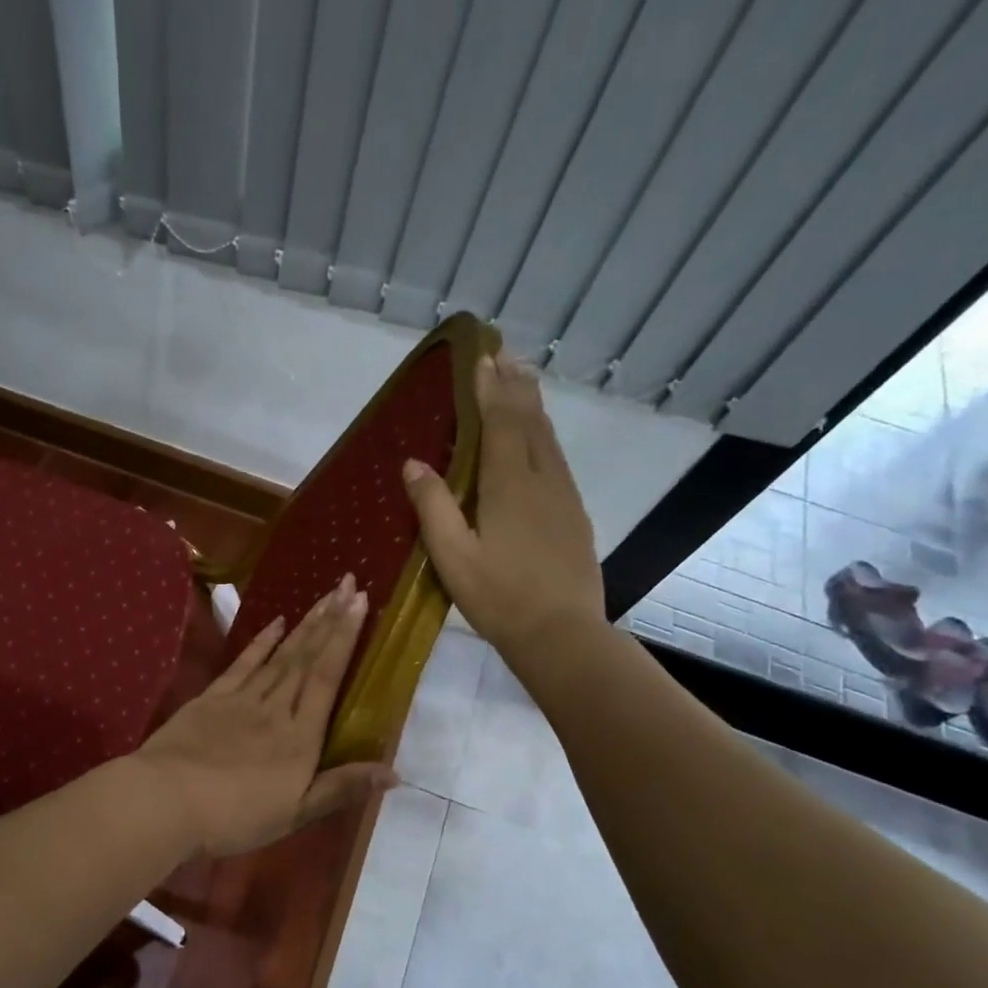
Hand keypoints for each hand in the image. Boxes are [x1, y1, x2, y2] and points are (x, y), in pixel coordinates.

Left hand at [129, 575, 396, 858]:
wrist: (168, 801)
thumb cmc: (235, 816)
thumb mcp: (295, 813)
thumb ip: (342, 788)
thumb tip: (395, 772)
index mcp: (300, 737)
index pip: (328, 678)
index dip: (345, 638)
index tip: (360, 603)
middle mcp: (276, 709)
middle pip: (307, 658)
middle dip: (330, 619)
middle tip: (348, 583)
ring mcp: (242, 699)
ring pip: (280, 655)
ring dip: (304, 625)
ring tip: (324, 596)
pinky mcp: (212, 698)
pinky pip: (243, 664)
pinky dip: (261, 641)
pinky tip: (276, 622)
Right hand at [402, 352, 605, 653]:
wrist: (561, 634)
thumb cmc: (498, 598)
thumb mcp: (452, 557)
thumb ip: (433, 506)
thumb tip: (413, 463)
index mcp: (508, 486)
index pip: (500, 423)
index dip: (489, 389)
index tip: (482, 357)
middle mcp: (541, 480)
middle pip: (530, 421)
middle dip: (515, 385)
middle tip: (505, 353)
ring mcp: (563, 496)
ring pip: (548, 438)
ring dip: (532, 406)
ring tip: (522, 380)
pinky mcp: (574, 515)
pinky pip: (557, 459)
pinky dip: (544, 435)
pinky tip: (539, 439)